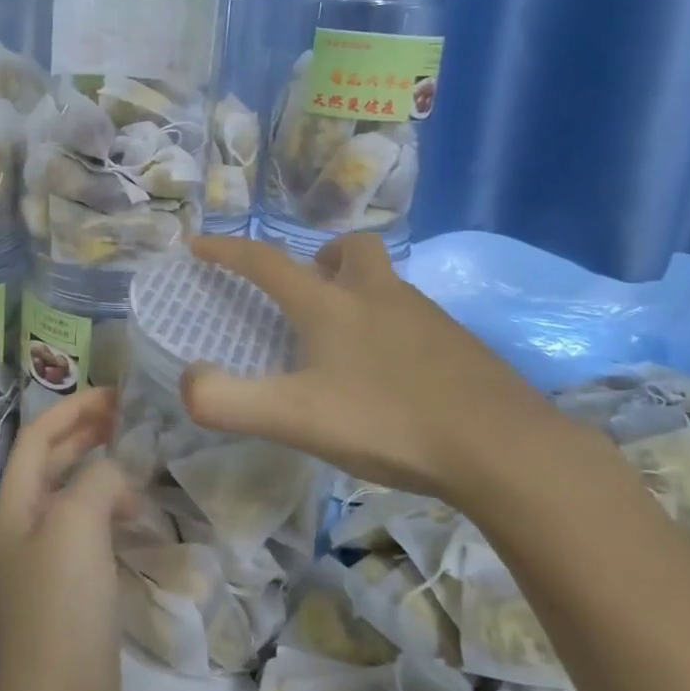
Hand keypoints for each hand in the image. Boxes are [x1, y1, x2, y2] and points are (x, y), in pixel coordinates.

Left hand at [0, 386, 132, 690]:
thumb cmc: (61, 604)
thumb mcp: (77, 525)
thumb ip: (96, 480)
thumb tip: (114, 476)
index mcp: (10, 509)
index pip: (37, 438)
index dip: (73, 410)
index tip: (115, 394)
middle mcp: (18, 532)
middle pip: (49, 466)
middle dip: (85, 436)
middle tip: (129, 418)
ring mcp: (39, 567)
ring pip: (70, 501)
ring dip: (99, 476)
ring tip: (138, 469)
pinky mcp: (64, 597)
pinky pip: (85, 536)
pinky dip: (107, 516)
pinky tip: (135, 520)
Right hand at [181, 234, 582, 506]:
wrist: (501, 447)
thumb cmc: (388, 421)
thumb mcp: (295, 418)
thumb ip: (229, 402)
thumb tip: (188, 380)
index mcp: (331, 304)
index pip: (265, 262)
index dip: (226, 250)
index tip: (198, 244)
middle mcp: (378, 295)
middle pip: (349, 250)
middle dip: (320, 258)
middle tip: (306, 292)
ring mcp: (426, 316)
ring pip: (384, 284)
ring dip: (358, 294)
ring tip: (344, 344)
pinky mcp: (459, 344)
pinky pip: (413, 319)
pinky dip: (391, 330)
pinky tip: (392, 377)